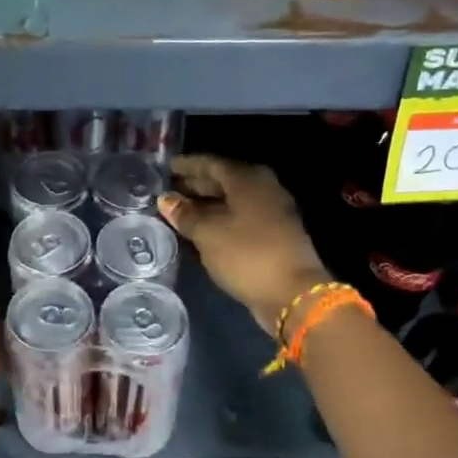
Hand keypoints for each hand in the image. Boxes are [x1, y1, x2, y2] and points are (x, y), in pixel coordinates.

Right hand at [161, 155, 330, 336]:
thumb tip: (165, 199)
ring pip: (232, 201)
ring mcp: (272, 212)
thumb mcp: (208, 234)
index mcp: (248, 180)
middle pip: (224, 180)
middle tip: (169, 190)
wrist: (292, 294)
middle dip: (196, 184)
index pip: (212, 164)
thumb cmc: (247, 254)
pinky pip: (240, 218)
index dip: (188, 165)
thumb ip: (185, 214)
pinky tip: (201, 229)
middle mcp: (263, 189)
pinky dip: (219, 219)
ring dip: (207, 204)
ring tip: (179, 211)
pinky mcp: (274, 234)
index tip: (166, 168)